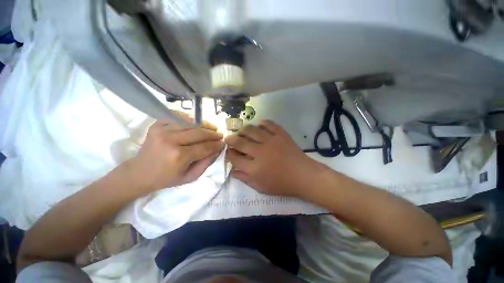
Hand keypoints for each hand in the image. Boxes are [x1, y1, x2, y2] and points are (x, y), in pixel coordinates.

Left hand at [125, 112, 223, 192]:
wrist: (139, 173)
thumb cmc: (166, 178)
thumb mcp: (190, 176)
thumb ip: (206, 163)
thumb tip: (218, 150)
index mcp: (179, 156)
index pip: (204, 147)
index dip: (216, 145)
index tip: (223, 143)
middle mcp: (170, 140)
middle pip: (199, 133)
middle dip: (212, 134)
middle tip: (220, 135)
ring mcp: (162, 130)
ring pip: (190, 123)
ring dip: (204, 125)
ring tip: (212, 128)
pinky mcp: (156, 125)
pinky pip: (177, 117)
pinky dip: (189, 119)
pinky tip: (196, 123)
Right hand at [225, 120, 326, 195]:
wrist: (303, 176)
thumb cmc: (282, 184)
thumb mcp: (260, 187)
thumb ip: (244, 178)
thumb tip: (232, 170)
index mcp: (254, 168)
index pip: (235, 158)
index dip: (229, 154)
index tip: (228, 151)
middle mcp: (260, 152)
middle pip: (240, 142)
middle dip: (231, 139)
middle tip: (229, 138)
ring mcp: (271, 141)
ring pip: (252, 130)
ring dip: (243, 130)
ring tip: (242, 132)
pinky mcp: (281, 135)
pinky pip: (269, 124)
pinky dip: (262, 123)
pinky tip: (259, 126)